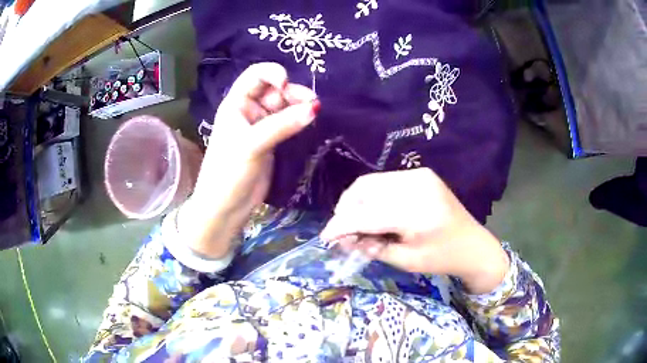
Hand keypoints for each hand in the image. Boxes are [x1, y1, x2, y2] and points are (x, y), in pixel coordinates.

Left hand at [178, 63, 318, 258]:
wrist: (226, 207)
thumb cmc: (229, 172)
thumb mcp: (252, 144)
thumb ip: (283, 125)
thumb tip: (315, 108)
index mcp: (235, 104)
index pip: (255, 76)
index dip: (272, 73)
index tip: (287, 83)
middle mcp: (248, 110)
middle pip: (274, 90)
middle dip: (292, 92)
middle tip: (312, 103)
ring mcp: (261, 126)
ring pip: (284, 106)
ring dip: (298, 106)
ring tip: (314, 112)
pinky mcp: (271, 141)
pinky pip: (287, 123)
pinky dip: (298, 120)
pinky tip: (309, 121)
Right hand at [320, 168, 508, 293]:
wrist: (473, 244)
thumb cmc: (442, 258)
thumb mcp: (406, 261)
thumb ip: (372, 247)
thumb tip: (343, 239)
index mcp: (417, 213)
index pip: (366, 215)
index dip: (341, 225)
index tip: (325, 237)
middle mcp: (417, 186)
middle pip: (364, 190)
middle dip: (346, 210)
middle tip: (342, 232)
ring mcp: (419, 175)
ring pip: (371, 182)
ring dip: (356, 201)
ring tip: (355, 223)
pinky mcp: (421, 174)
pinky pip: (385, 181)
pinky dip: (371, 196)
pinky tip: (373, 212)